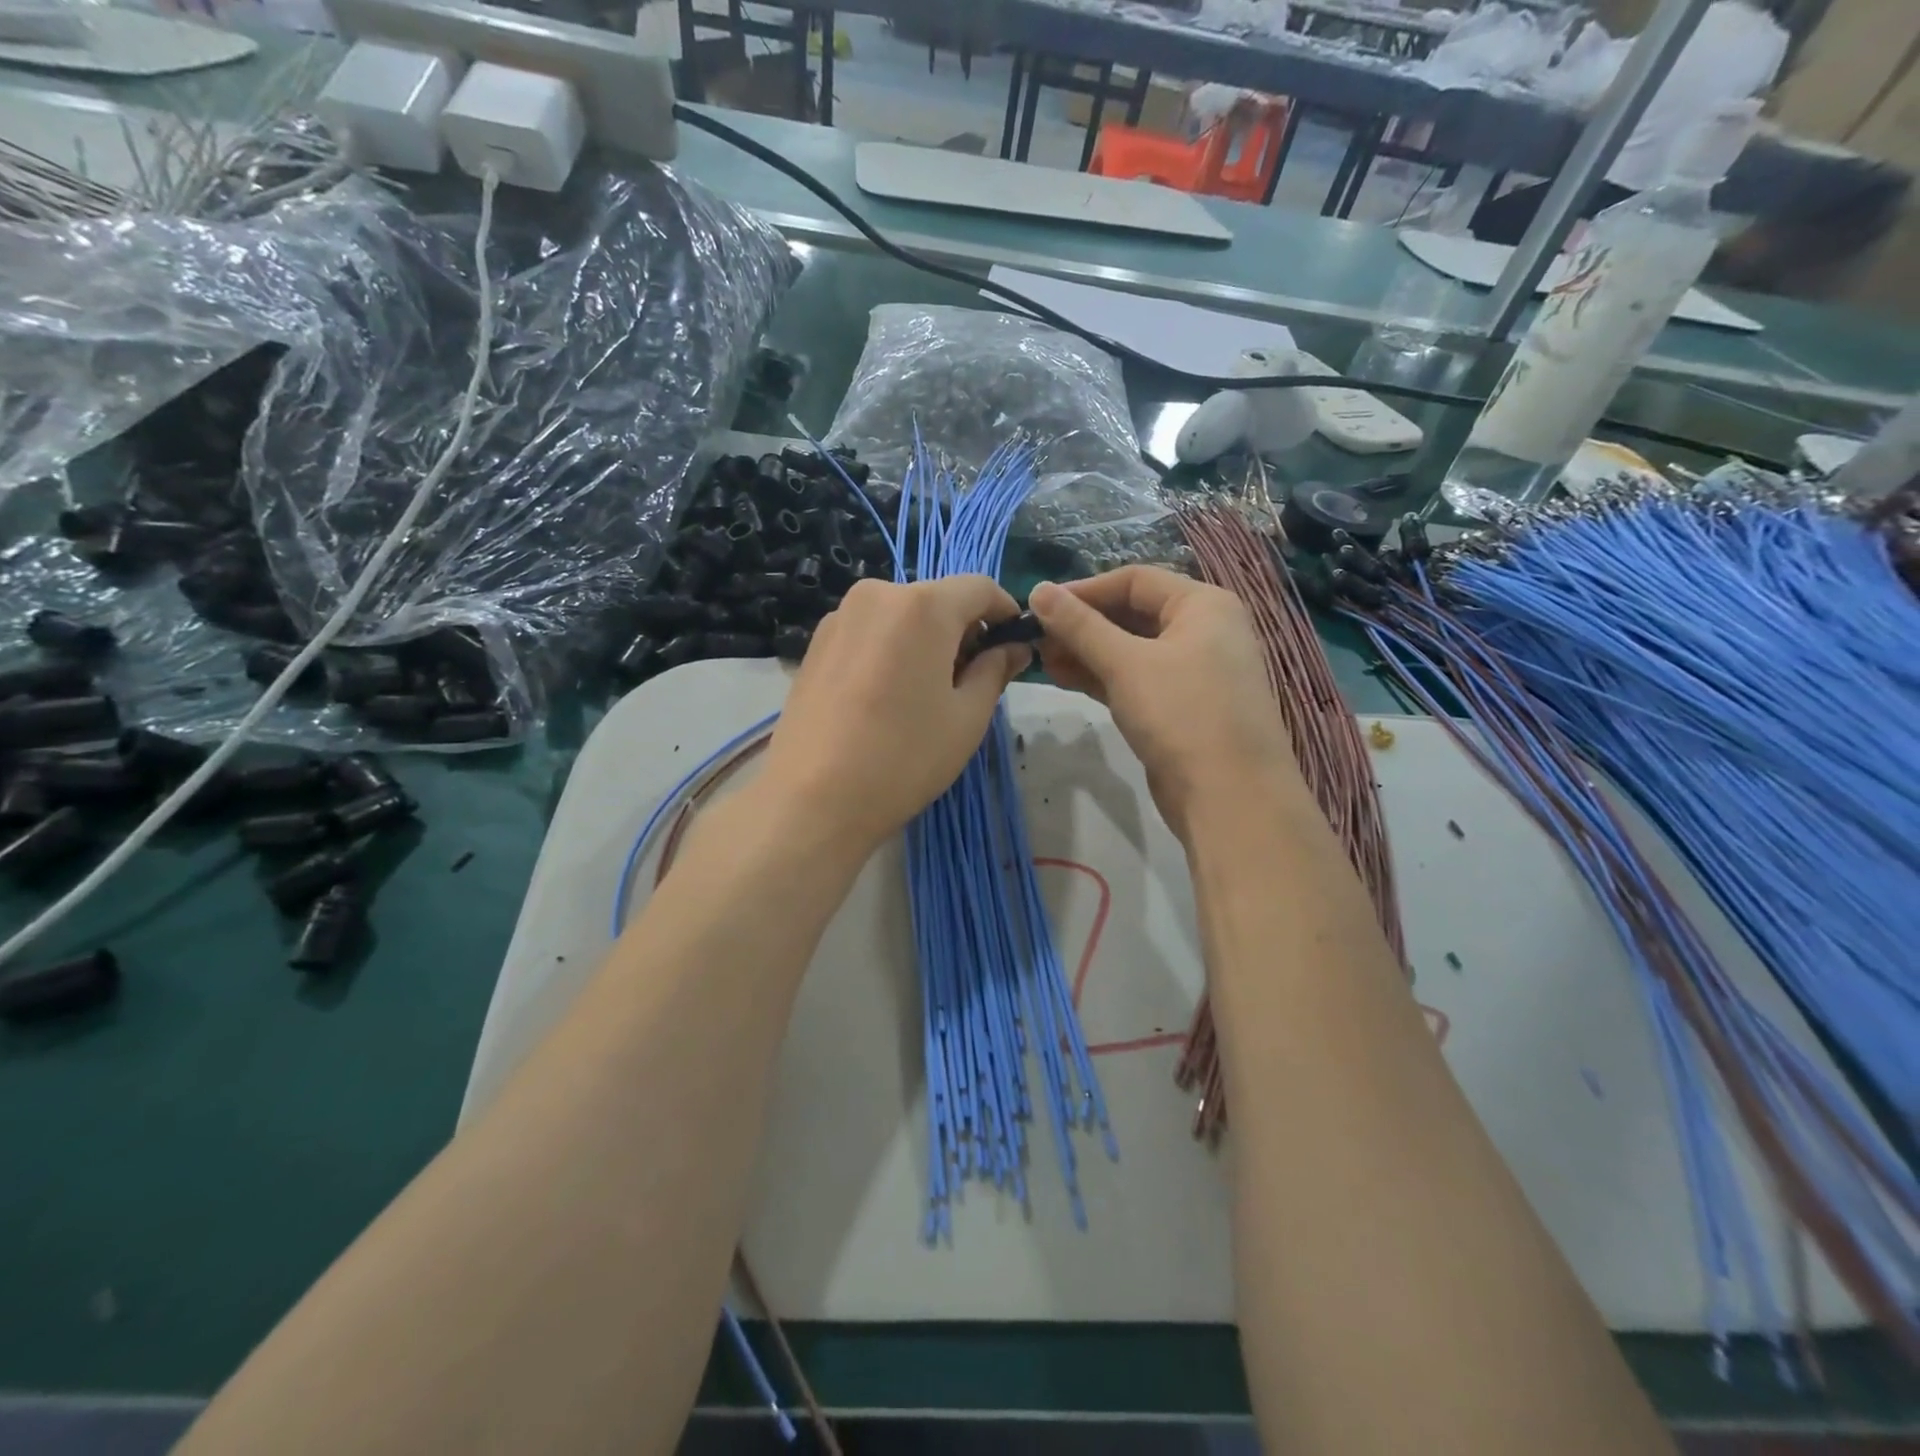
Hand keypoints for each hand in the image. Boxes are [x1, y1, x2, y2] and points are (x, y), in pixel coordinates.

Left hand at [758, 576, 1029, 853]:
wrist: (812, 799)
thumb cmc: (903, 757)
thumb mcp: (966, 718)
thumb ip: (995, 671)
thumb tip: (1013, 647)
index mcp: (923, 606)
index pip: (980, 587)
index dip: (1004, 611)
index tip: (1014, 645)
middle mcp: (878, 595)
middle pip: (937, 599)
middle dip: (963, 630)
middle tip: (972, 680)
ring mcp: (840, 617)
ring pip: (901, 616)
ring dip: (925, 641)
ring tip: (926, 694)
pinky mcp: (816, 643)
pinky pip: (871, 632)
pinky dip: (892, 650)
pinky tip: (887, 697)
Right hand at [1030, 568, 1296, 840]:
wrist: (1229, 796)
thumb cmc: (1182, 714)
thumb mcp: (1126, 663)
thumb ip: (1080, 626)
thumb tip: (1038, 590)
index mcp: (1203, 605)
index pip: (1135, 580)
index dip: (1085, 590)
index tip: (1040, 605)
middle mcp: (1202, 631)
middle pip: (1132, 614)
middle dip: (1082, 625)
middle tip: (1035, 638)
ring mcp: (1191, 672)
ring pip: (1129, 650)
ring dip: (1086, 652)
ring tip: (1041, 660)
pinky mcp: (1177, 708)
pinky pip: (1134, 679)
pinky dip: (1101, 677)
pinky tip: (1063, 678)